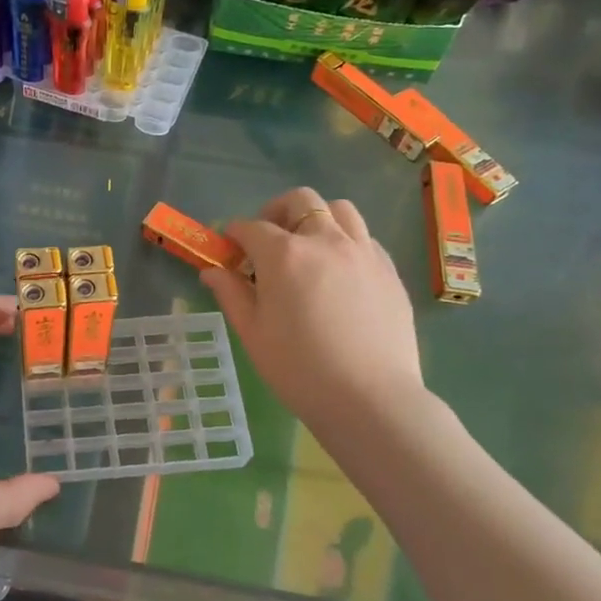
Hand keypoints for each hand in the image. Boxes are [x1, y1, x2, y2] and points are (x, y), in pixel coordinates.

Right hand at [201, 187, 425, 435]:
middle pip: (300, 201)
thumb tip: (211, 271)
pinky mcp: (389, 270)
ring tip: (308, 247)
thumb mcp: (253, 334)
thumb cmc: (299, 369)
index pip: (252, 228)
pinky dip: (346, 241)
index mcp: (284, 255)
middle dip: (277, 212)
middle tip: (268, 240)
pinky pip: (365, 238)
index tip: (229, 247)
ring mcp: (363, 252)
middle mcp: (325, 241)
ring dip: (317, 218)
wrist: (370, 399)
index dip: (235, 234)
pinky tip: (339, 271)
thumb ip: (231, 294)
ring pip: (340, 210)